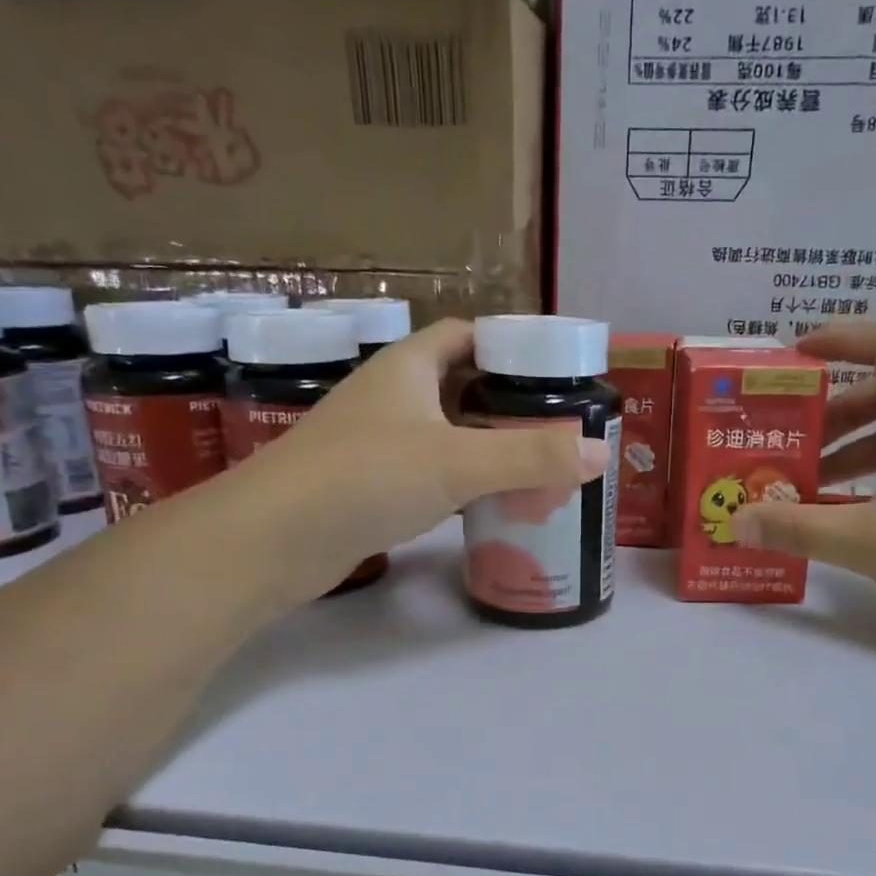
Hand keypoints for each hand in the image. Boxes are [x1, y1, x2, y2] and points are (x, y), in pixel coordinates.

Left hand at [222, 319, 610, 596]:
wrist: (272, 539)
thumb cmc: (365, 477)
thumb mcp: (458, 462)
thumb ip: (532, 457)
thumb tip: (602, 453)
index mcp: (407, 367)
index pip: (466, 335)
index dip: (509, 345)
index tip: (553, 371)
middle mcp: (389, 396)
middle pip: (459, 385)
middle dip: (506, 402)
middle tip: (555, 425)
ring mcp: (374, 441)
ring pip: (443, 432)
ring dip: (483, 444)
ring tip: (534, 464)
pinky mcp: (366, 485)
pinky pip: (426, 471)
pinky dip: (459, 480)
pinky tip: (486, 502)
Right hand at [730, 324, 875, 629]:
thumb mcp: (870, 542)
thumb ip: (799, 528)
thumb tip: (737, 520)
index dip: (842, 337)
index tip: (796, 355)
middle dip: (831, 409)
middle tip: (788, 438)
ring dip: (850, 445)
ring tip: (805, 481)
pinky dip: (875, 471)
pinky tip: (846, 509)